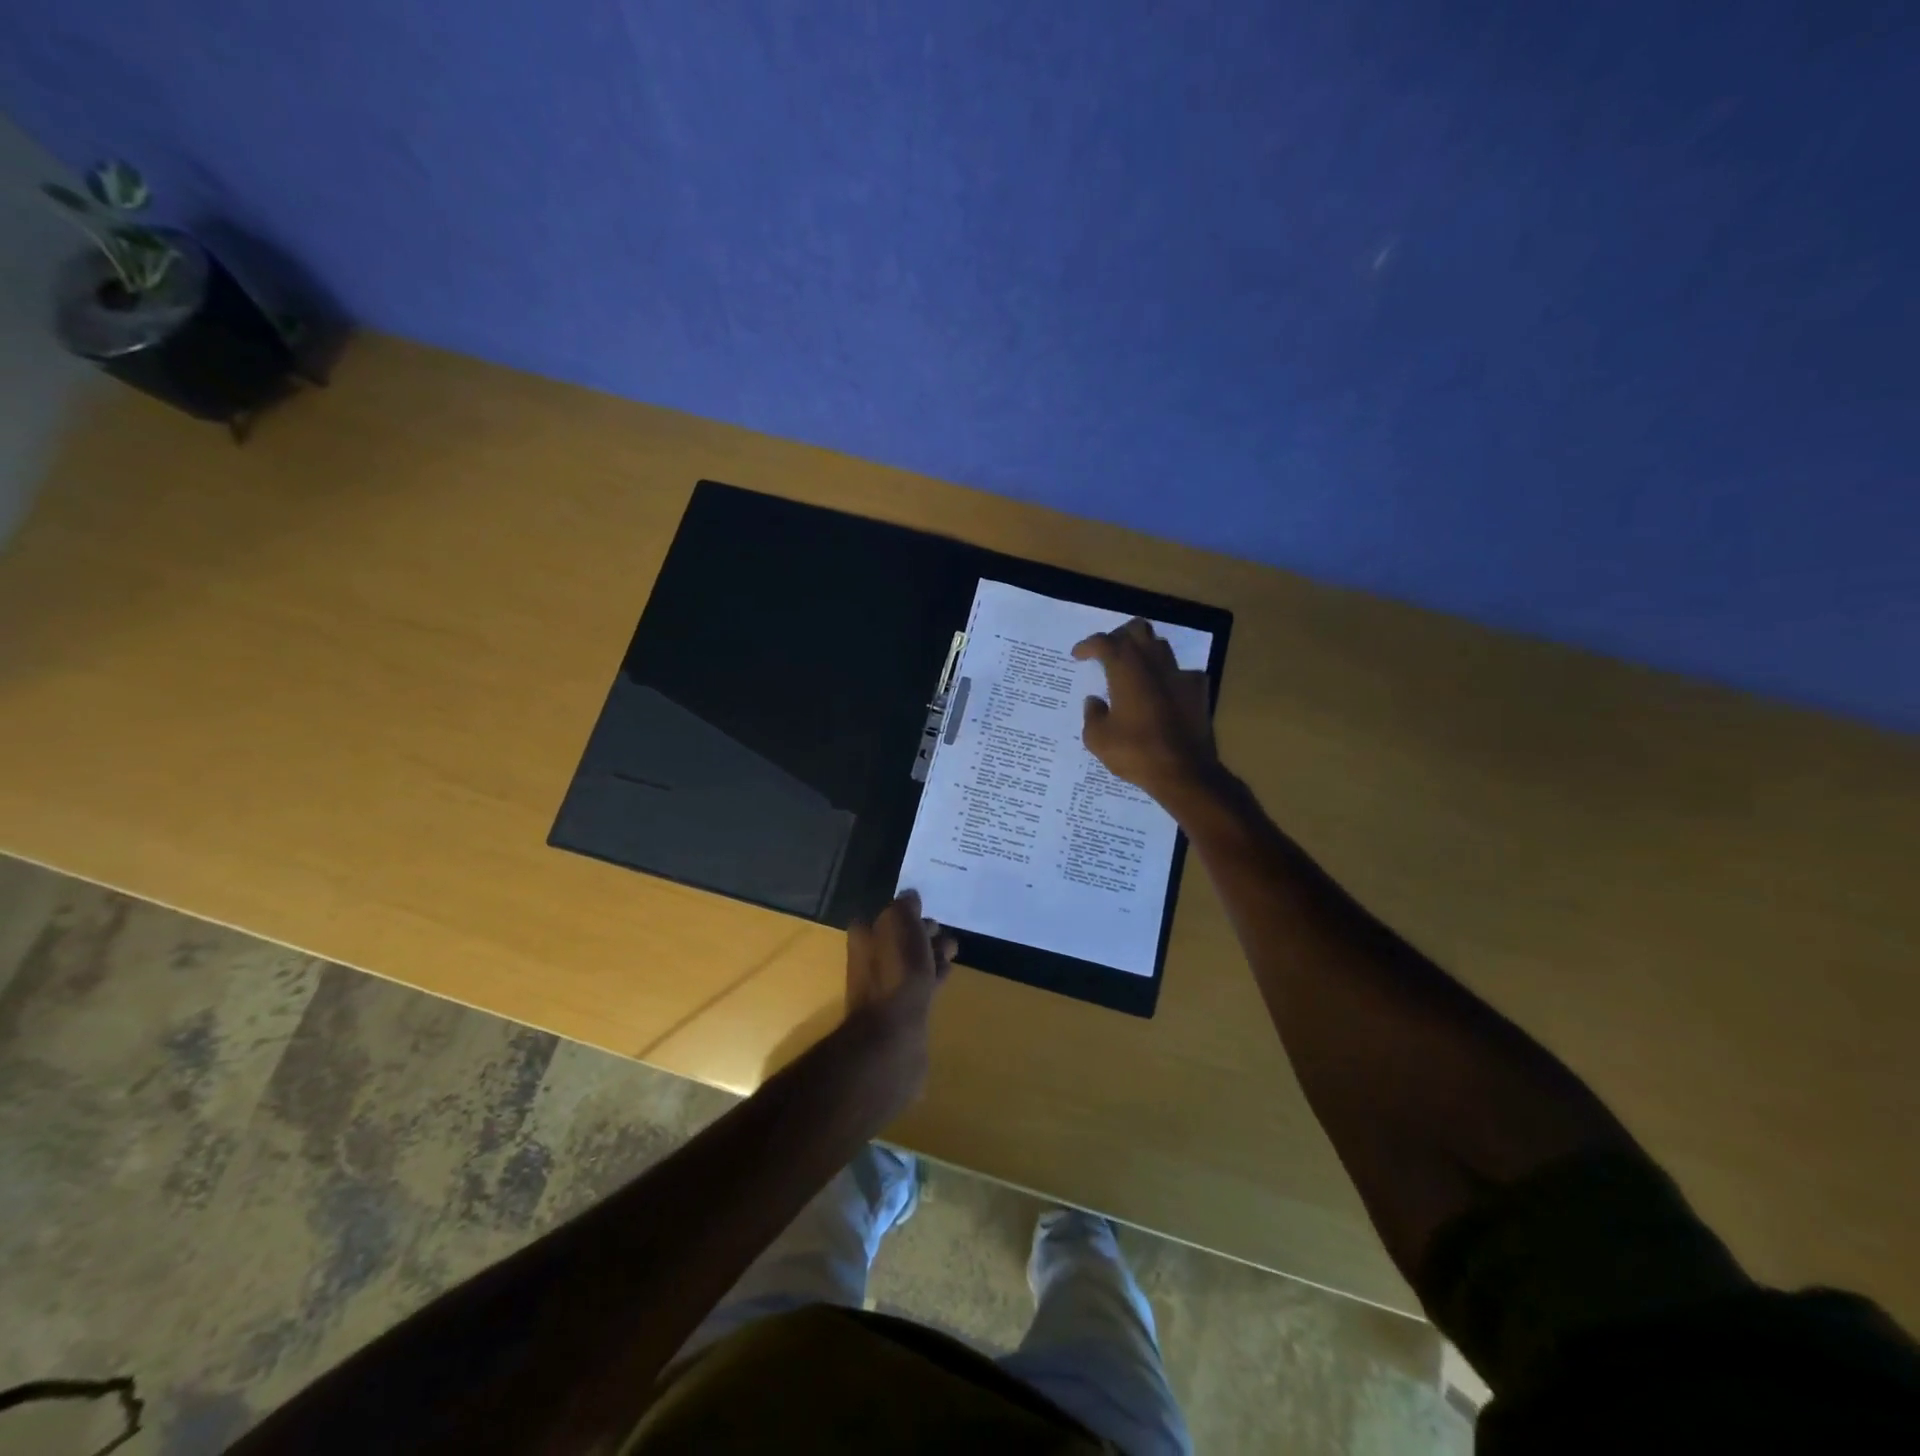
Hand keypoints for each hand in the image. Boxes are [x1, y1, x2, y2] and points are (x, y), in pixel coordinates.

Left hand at [842, 890, 955, 1117]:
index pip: (882, 917)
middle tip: (944, 929)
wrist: (894, 1035)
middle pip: (898, 941)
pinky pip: (920, 986)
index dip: (904, 912)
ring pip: (911, 964)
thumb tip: (909, 897)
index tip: (925, 909)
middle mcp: (869, 962)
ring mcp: (885, 990)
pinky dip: (934, 977)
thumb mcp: (899, 924)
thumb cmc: (895, 972)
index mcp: (863, 939)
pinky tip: (949, 973)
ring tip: (954, 949)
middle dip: (920, 933)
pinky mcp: (902, 1013)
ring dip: (931, 954)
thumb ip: (904, 908)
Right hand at [1073, 618, 1218, 803]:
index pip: (1104, 641)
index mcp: (1126, 669)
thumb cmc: (1135, 752)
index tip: (1078, 655)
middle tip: (1108, 653)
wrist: (1184, 772)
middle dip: (1119, 635)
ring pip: (1161, 646)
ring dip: (1144, 651)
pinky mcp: (1199, 691)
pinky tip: (1164, 693)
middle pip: (1137, 629)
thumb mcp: (1098, 739)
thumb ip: (1092, 714)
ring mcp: (1180, 675)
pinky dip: (1168, 677)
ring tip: (1133, 670)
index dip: (1088, 645)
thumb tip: (1094, 701)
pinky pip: (1182, 673)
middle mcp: (1154, 663)